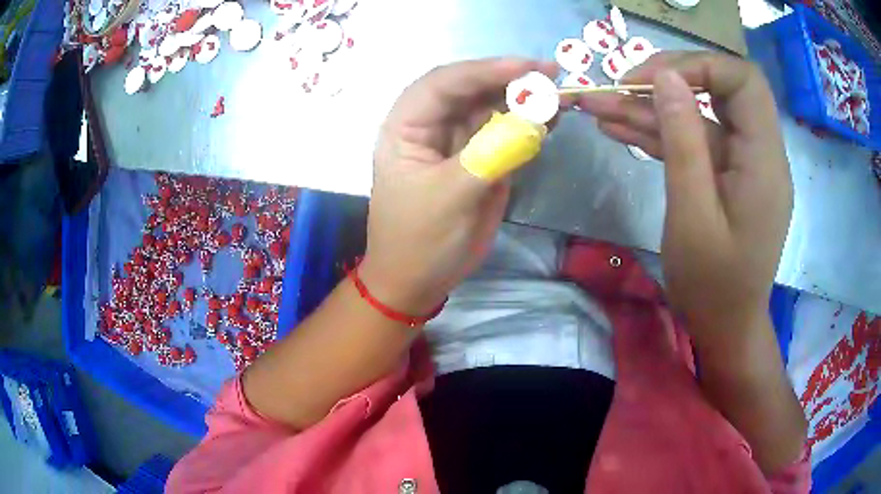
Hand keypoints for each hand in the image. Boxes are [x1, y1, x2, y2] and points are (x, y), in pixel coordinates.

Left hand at [364, 58, 558, 315]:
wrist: (419, 281)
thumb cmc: (420, 241)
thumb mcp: (450, 198)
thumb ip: (490, 155)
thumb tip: (532, 120)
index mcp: (407, 127)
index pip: (443, 84)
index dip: (484, 70)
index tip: (526, 68)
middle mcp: (431, 125)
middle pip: (471, 89)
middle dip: (510, 80)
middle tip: (553, 76)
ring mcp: (458, 141)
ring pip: (491, 107)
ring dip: (524, 99)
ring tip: (559, 97)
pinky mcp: (481, 159)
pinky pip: (506, 132)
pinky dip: (528, 124)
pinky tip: (550, 118)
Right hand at [576, 52, 792, 337]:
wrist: (725, 327)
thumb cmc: (712, 285)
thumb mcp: (692, 214)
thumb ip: (683, 141)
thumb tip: (666, 77)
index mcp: (762, 160)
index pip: (742, 81)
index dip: (698, 66)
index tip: (651, 78)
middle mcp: (760, 152)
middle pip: (720, 89)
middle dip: (669, 82)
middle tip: (619, 88)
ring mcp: (743, 164)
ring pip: (700, 116)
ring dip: (653, 109)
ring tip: (599, 107)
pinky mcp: (728, 177)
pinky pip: (696, 143)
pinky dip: (661, 135)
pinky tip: (619, 130)